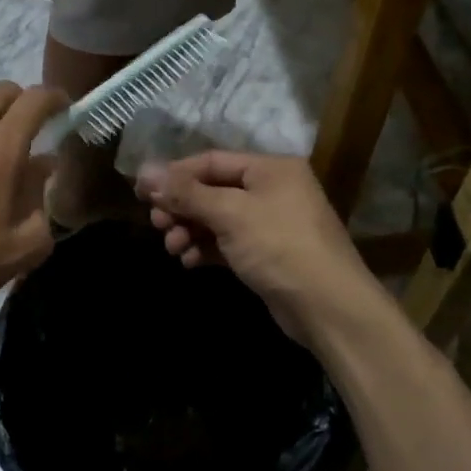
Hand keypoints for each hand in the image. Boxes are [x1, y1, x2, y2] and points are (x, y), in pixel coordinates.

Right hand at [134, 152, 376, 344]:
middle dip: (182, 206)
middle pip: (213, 189)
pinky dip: (206, 248)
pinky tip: (189, 262)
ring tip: (172, 246)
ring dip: (191, 229)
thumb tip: (144, 171)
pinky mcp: (267, 254)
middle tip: (157, 223)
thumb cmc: (280, 247)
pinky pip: (228, 242)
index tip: (141, 191)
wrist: (329, 308)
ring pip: (218, 218)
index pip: (211, 161)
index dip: (175, 174)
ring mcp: (270, 223)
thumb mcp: (230, 214)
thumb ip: (186, 193)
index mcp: (270, 168)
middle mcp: (272, 189)